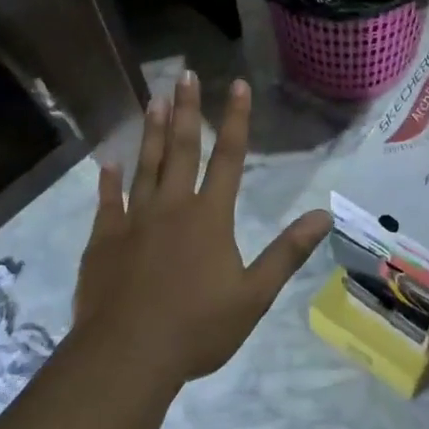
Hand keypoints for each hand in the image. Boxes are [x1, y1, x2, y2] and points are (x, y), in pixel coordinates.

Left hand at [73, 73, 329, 384]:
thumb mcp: (254, 295)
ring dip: (150, 131)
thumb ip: (287, 252)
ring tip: (153, 99)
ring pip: (145, 165)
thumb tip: (323, 216)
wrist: (127, 355)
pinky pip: (108, 202)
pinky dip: (108, 181)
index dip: (235, 119)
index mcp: (210, 216)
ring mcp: (135, 220)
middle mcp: (172, 206)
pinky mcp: (105, 240)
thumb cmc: (197, 327)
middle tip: (184, 74)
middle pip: (180, 148)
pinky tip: (107, 162)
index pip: (228, 157)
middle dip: (185, 109)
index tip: (237, 84)